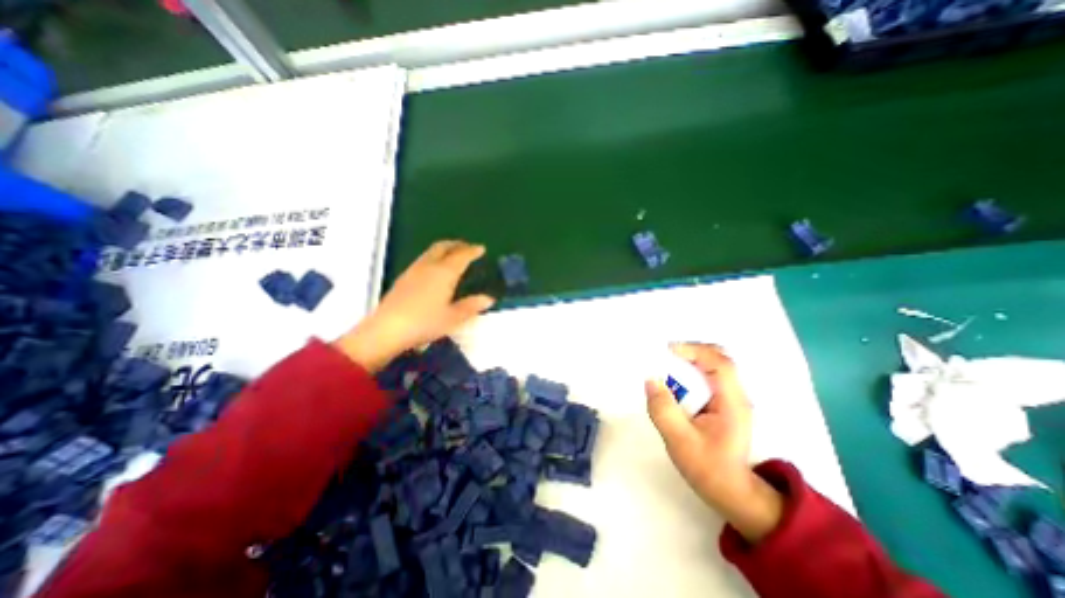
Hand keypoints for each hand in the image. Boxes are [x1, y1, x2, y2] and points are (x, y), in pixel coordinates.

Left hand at [334, 240, 491, 370]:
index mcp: (444, 273)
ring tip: (452, 255)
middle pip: (443, 247)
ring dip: (444, 249)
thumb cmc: (425, 323)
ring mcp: (413, 271)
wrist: (387, 329)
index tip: (481, 248)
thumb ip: (471, 306)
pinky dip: (433, 257)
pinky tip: (434, 270)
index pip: (461, 256)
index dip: (472, 251)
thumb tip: (488, 298)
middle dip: (457, 244)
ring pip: (431, 252)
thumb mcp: (453, 318)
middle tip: (467, 247)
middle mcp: (428, 266)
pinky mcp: (403, 278)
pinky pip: (422, 259)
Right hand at [639, 344, 779, 544]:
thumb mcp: (680, 441)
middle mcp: (735, 395)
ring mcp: (730, 398)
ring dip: (688, 362)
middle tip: (664, 357)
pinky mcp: (722, 403)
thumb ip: (664, 410)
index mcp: (732, 402)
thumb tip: (650, 380)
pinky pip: (706, 378)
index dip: (694, 350)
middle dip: (690, 352)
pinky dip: (689, 373)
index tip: (667, 351)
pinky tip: (675, 384)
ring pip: (712, 366)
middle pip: (717, 358)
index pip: (719, 363)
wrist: (732, 493)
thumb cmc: (708, 468)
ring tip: (665, 369)